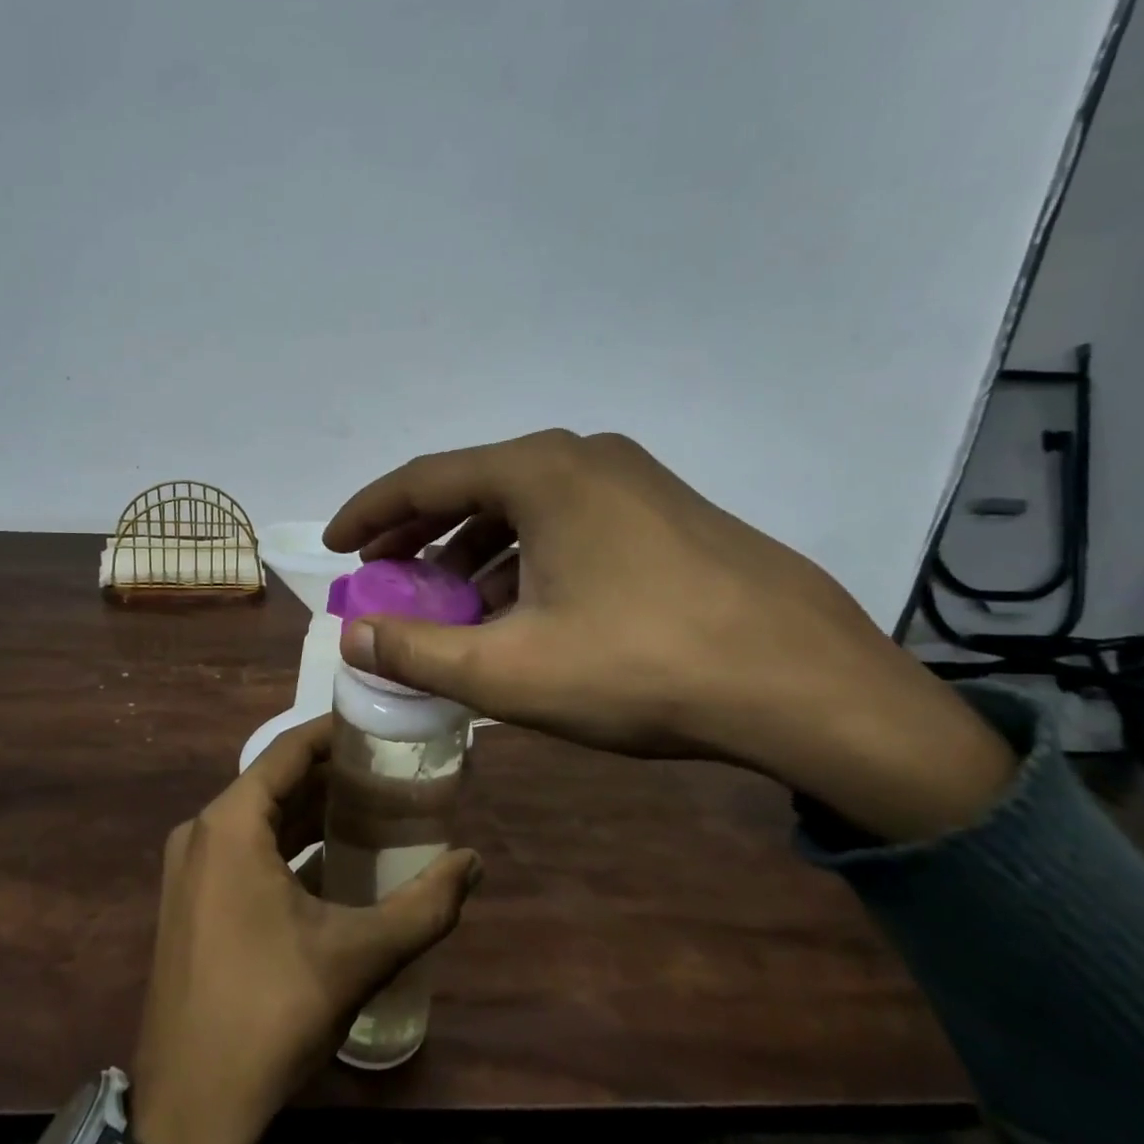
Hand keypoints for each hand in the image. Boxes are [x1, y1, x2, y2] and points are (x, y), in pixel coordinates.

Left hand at [128, 717, 480, 1143]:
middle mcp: (202, 832)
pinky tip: (331, 864)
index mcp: (230, 824)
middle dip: (331, 776)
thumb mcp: (356, 957)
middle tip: (388, 773)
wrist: (188, 1113)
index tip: (378, 727)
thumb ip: (423, 906)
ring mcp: (189, 869)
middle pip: (274, 783)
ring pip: (259, 820)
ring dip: (310, 814)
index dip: (334, 733)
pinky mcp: (190, 903)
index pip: (288, 750)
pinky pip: (243, 852)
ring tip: (371, 811)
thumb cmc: (269, 1014)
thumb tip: (473, 862)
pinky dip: (286, 847)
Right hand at [324, 430, 1015, 842]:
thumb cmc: (643, 667)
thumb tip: (351, 635)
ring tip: (443, 597)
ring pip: (523, 506)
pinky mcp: (666, 511)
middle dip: (417, 533)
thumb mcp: (510, 670)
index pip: (424, 480)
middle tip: (379, 569)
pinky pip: (567, 522)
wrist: (809, 686)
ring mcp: (633, 480)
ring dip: (471, 549)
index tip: (334, 545)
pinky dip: (524, 556)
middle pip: (472, 487)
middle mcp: (583, 456)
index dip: (368, 513)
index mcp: (539, 472)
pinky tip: (519, 605)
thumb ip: (417, 650)